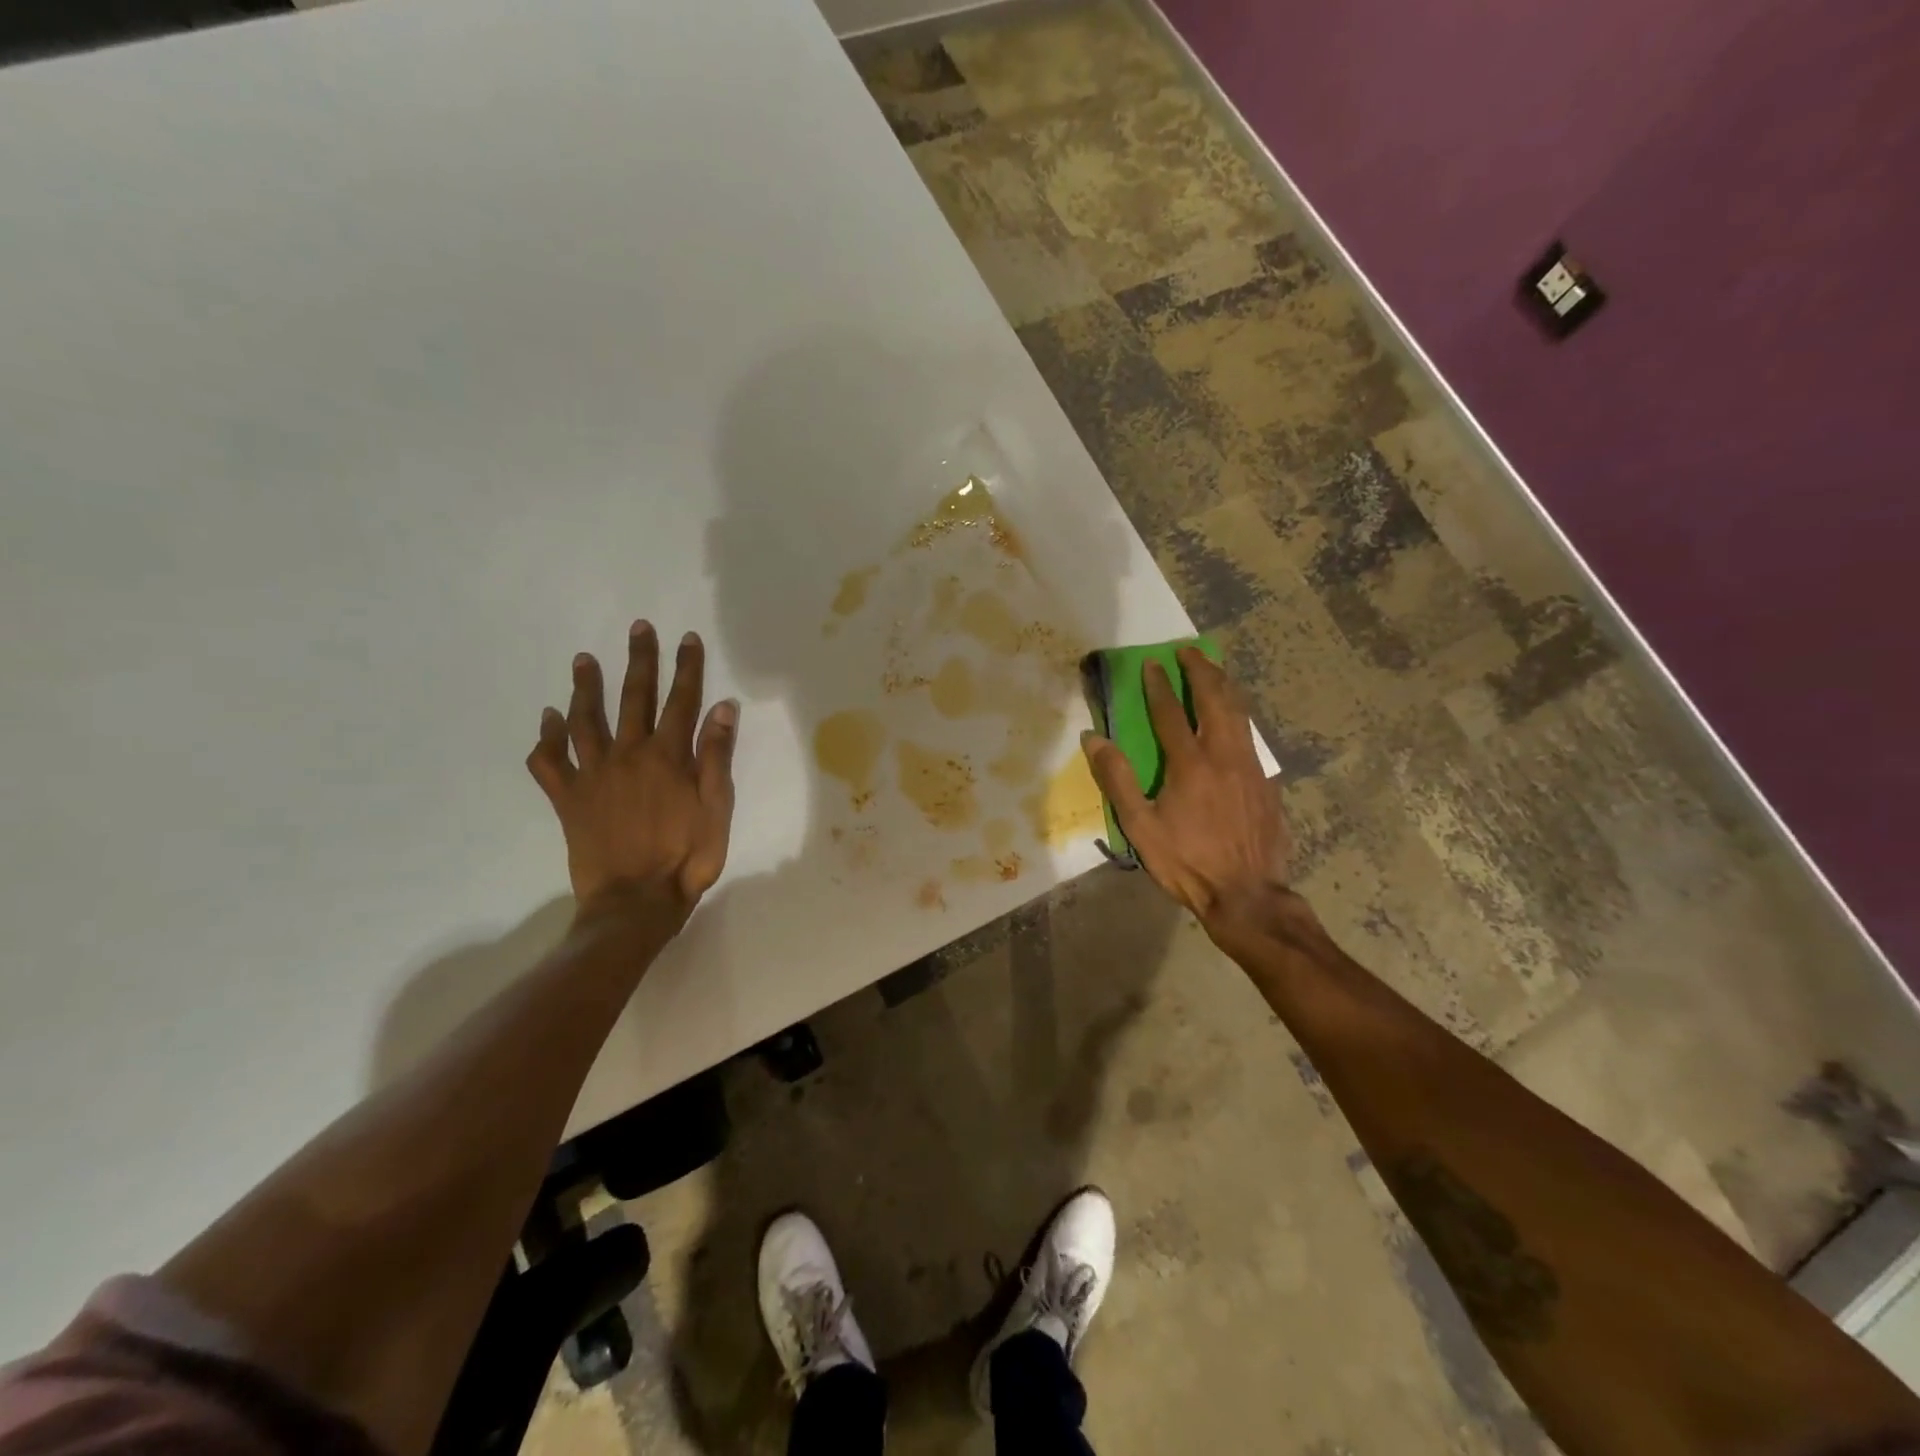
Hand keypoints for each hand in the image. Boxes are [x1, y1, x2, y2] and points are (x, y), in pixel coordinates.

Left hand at [526, 621, 738, 918]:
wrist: (636, 902)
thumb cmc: (686, 857)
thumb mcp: (717, 808)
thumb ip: (716, 756)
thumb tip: (723, 708)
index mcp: (668, 756)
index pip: (682, 700)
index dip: (687, 667)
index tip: (687, 638)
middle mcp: (629, 754)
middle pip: (634, 698)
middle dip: (639, 660)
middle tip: (638, 627)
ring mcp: (594, 775)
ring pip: (586, 720)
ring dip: (585, 688)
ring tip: (583, 660)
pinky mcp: (569, 798)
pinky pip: (550, 762)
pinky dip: (547, 739)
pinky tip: (548, 720)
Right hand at [1082, 648, 1291, 927]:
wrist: (1247, 895)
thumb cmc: (1187, 862)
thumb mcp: (1141, 826)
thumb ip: (1117, 779)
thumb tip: (1093, 738)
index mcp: (1190, 764)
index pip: (1170, 713)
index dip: (1159, 686)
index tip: (1151, 663)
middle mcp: (1224, 756)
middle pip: (1215, 700)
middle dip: (1201, 671)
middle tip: (1188, 652)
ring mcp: (1251, 768)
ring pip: (1240, 714)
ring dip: (1225, 686)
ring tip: (1214, 670)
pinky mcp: (1267, 784)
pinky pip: (1253, 737)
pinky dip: (1241, 716)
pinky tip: (1237, 719)